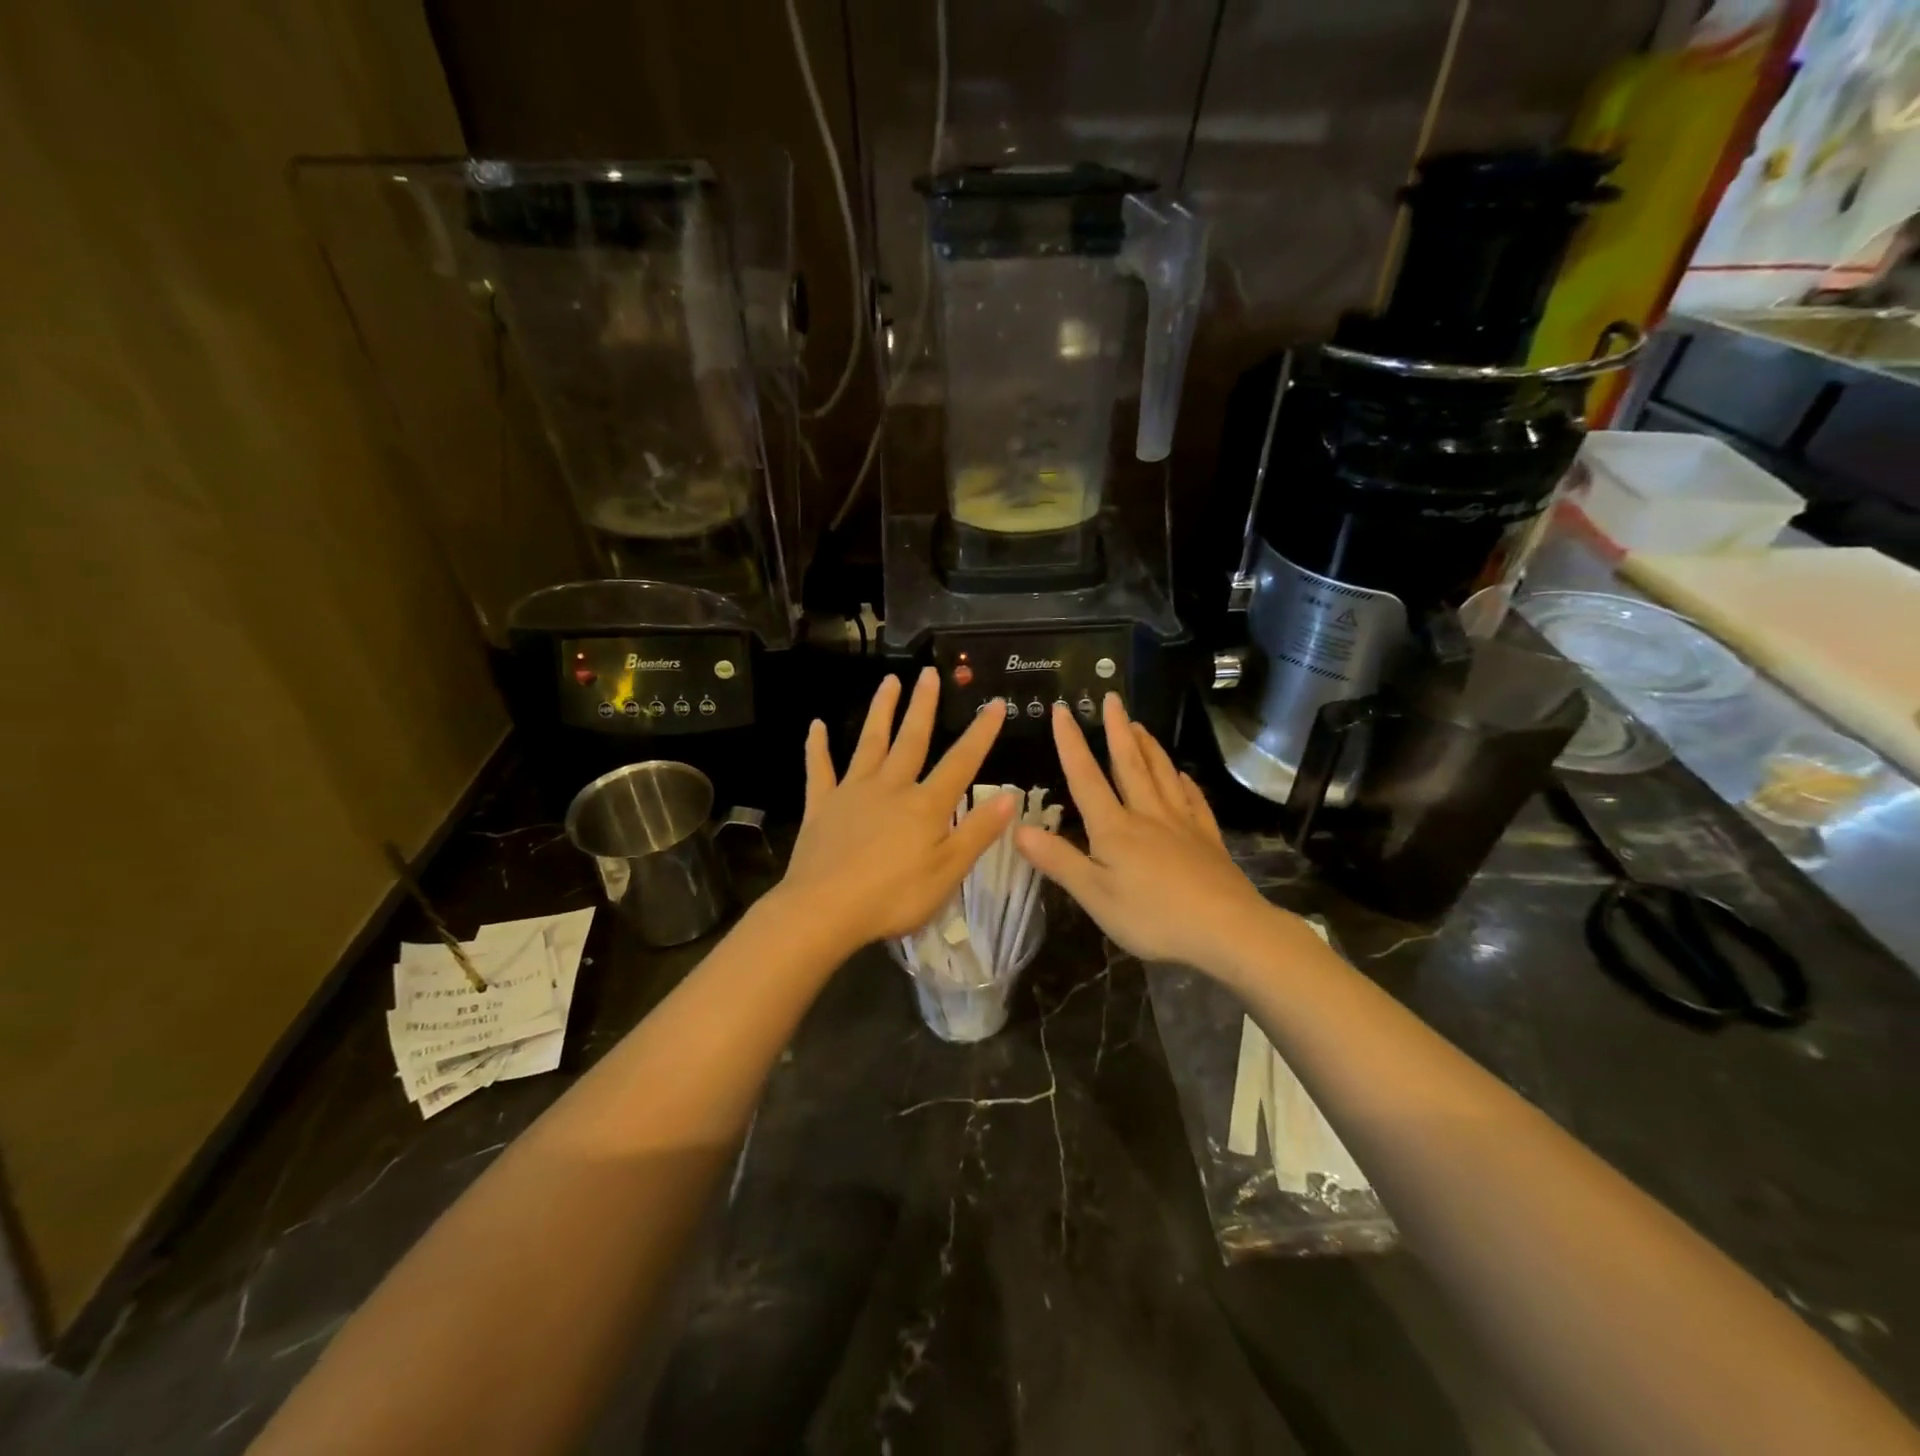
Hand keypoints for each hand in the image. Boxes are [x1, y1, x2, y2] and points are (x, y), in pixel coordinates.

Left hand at [776, 668, 1016, 957]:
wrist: (823, 910)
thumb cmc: (893, 897)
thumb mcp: (948, 871)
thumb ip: (978, 832)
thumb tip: (1011, 795)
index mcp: (925, 805)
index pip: (961, 762)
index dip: (981, 733)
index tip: (995, 704)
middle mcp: (890, 788)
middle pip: (911, 740)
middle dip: (923, 706)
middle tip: (929, 673)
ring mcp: (852, 793)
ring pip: (869, 743)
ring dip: (880, 711)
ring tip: (888, 681)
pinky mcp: (821, 806)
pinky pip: (820, 770)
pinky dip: (817, 747)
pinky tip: (816, 726)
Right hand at [1015, 694, 1278, 972]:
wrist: (1226, 930)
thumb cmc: (1153, 916)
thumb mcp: (1095, 895)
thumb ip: (1058, 860)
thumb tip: (1017, 827)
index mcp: (1115, 827)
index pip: (1086, 777)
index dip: (1071, 743)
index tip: (1061, 709)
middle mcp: (1147, 815)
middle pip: (1130, 764)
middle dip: (1117, 730)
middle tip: (1112, 698)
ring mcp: (1181, 824)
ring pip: (1162, 774)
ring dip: (1148, 746)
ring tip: (1140, 724)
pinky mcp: (1207, 839)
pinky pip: (1193, 801)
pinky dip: (1185, 783)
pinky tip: (1182, 774)